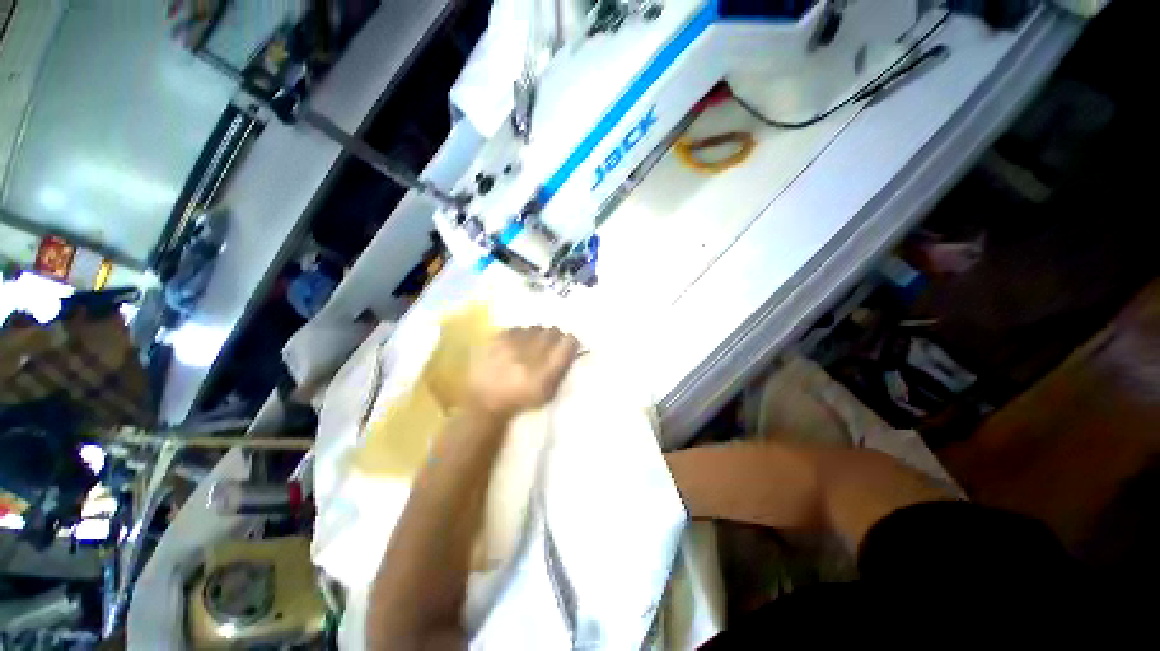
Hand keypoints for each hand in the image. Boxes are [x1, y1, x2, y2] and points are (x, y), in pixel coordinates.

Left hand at [466, 326, 579, 417]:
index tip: (568, 346)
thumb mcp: (548, 393)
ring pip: (537, 328)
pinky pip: (520, 328)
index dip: (570, 343)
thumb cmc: (521, 399)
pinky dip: (521, 335)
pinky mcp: (499, 338)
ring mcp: (514, 345)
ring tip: (531, 346)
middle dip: (554, 337)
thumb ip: (562, 370)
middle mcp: (532, 356)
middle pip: (554, 331)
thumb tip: (570, 348)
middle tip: (550, 346)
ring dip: (538, 335)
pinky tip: (517, 345)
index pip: (569, 343)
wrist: (485, 401)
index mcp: (546, 373)